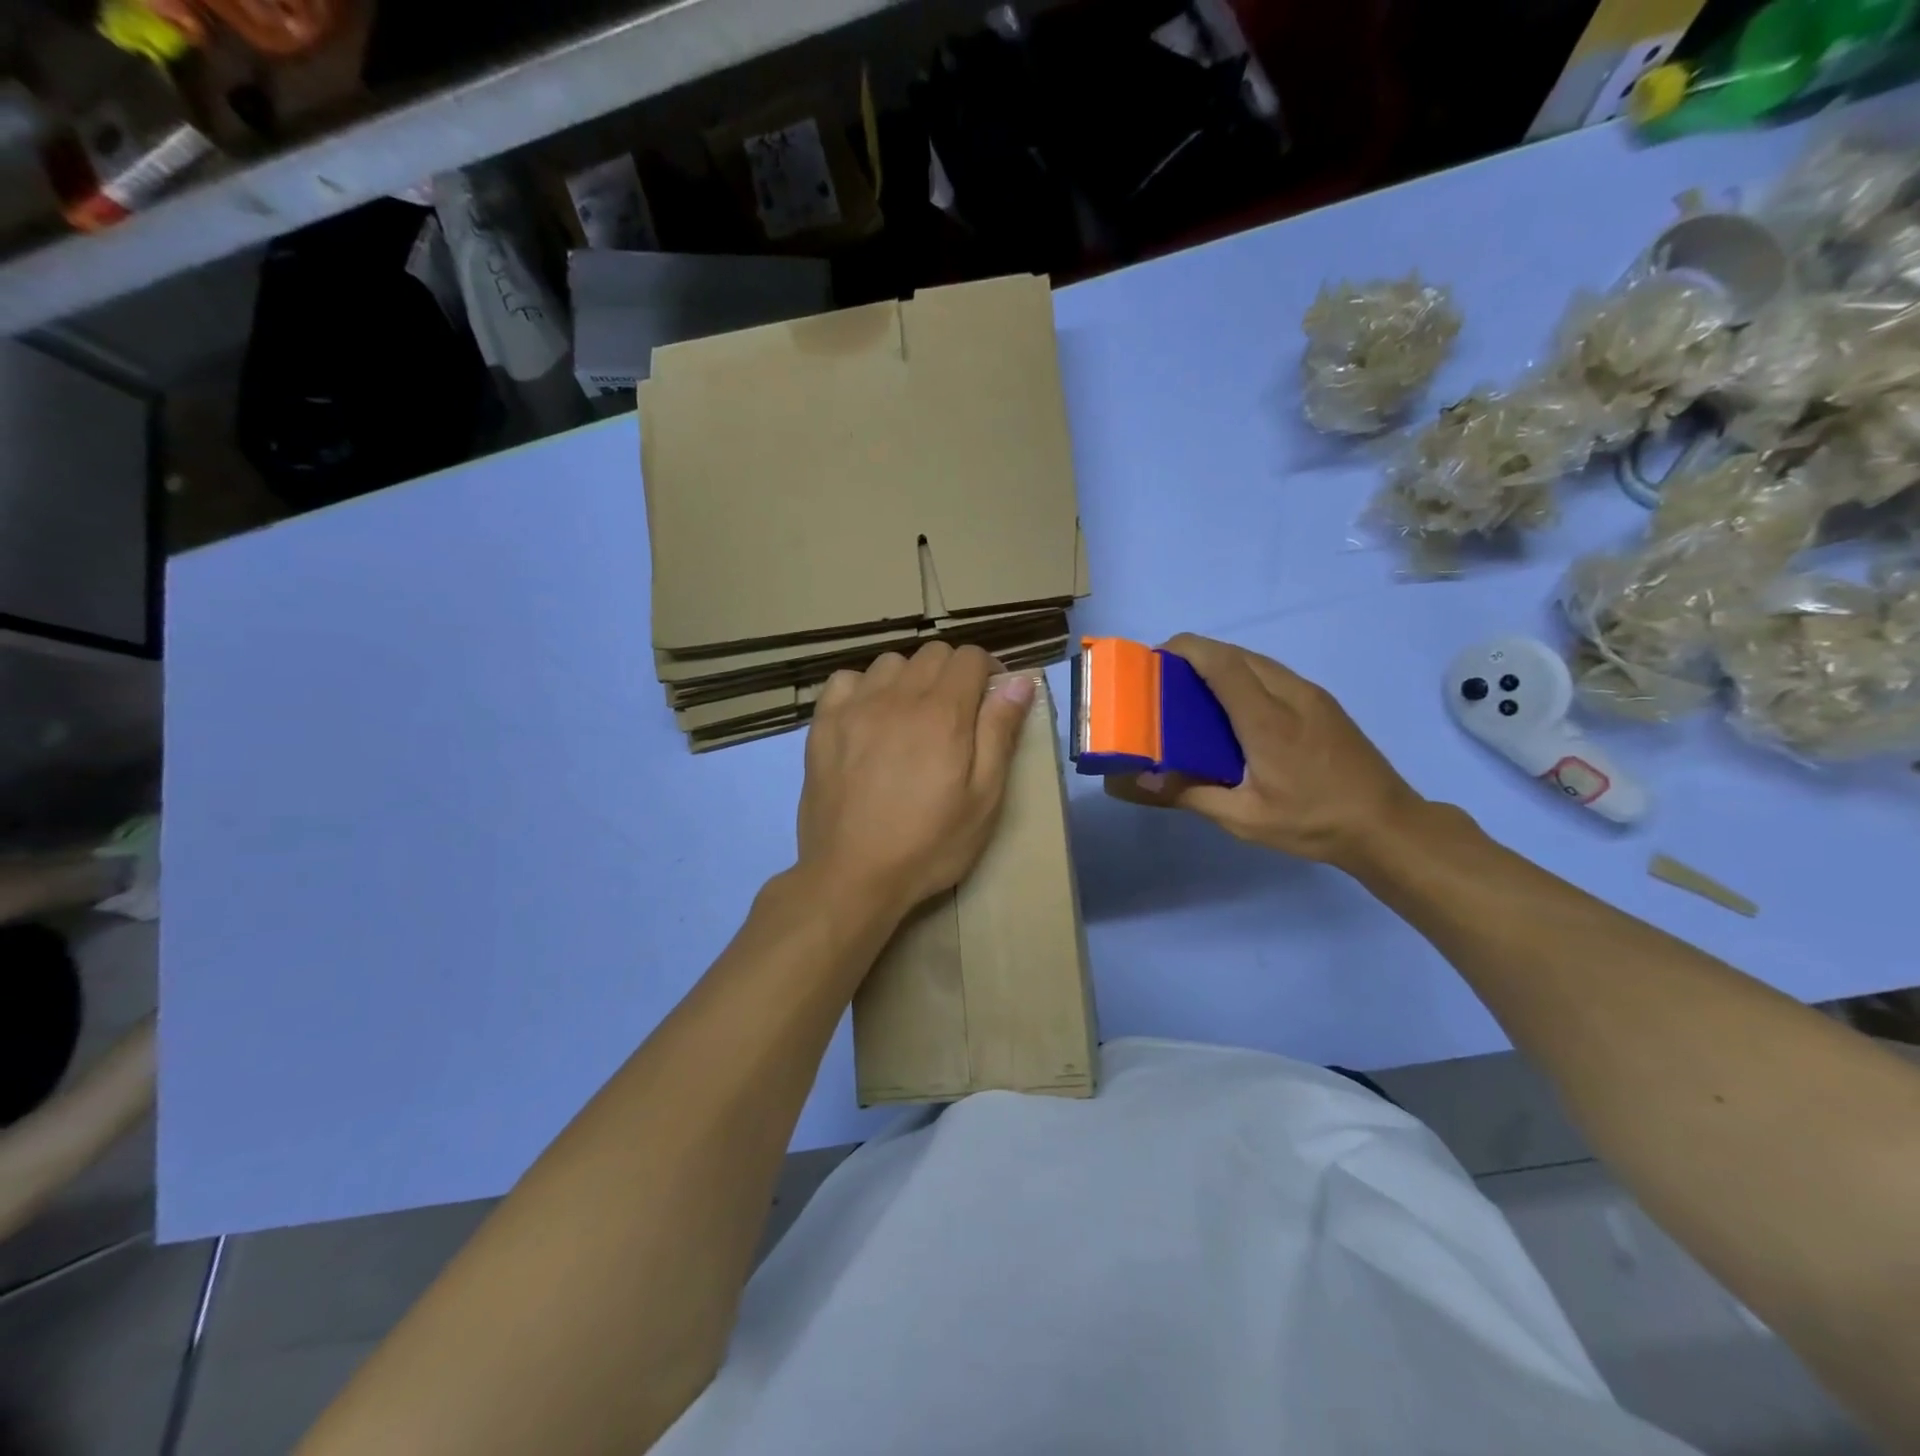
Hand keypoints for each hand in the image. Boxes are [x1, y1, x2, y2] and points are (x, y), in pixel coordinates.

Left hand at [797, 643, 1034, 917]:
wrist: (853, 876)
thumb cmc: (929, 844)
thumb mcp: (984, 798)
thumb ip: (1000, 733)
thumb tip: (1019, 681)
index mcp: (944, 713)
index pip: (971, 657)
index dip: (989, 672)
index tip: (991, 701)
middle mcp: (898, 696)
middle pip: (933, 653)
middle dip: (953, 673)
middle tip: (956, 715)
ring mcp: (855, 707)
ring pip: (890, 663)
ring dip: (910, 679)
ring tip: (911, 716)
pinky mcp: (823, 724)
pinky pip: (846, 680)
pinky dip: (864, 688)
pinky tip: (869, 718)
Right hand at [1107, 634, 1424, 869]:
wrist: (1387, 825)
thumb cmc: (1313, 822)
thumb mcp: (1244, 819)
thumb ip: (1190, 794)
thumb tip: (1139, 780)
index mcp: (1267, 720)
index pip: (1221, 663)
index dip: (1186, 649)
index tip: (1154, 658)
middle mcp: (1290, 695)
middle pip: (1236, 654)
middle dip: (1196, 654)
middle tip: (1165, 680)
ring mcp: (1311, 695)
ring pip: (1257, 660)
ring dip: (1221, 663)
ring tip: (1193, 691)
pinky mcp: (1323, 702)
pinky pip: (1273, 674)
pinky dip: (1243, 676)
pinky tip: (1233, 707)